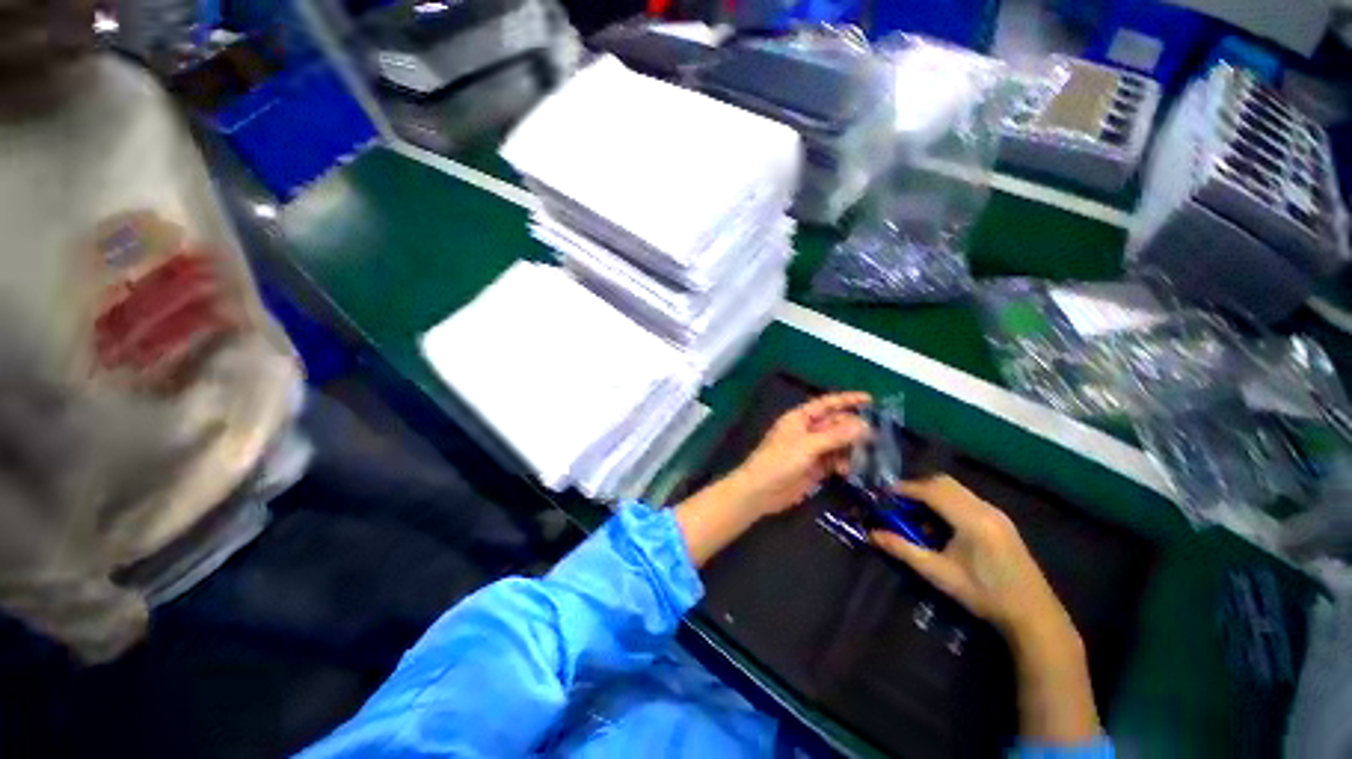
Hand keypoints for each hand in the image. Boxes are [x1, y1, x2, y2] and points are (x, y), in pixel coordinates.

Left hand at [729, 392, 871, 517]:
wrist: (761, 491)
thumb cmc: (780, 461)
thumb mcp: (808, 445)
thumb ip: (836, 435)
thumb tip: (863, 424)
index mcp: (800, 418)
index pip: (826, 404)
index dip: (847, 400)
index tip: (870, 398)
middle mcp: (807, 431)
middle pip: (835, 424)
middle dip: (853, 427)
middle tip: (875, 435)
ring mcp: (811, 450)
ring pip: (837, 443)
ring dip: (850, 448)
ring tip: (867, 454)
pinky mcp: (814, 468)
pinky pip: (834, 460)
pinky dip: (843, 463)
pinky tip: (848, 470)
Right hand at [868, 475, 1069, 641]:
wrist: (1033, 614)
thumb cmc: (984, 595)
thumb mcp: (938, 574)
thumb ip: (903, 550)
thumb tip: (871, 534)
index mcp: (971, 519)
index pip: (930, 491)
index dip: (904, 489)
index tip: (884, 494)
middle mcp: (984, 508)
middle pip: (943, 483)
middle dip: (917, 488)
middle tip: (898, 503)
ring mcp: (996, 513)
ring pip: (956, 489)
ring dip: (932, 494)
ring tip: (916, 514)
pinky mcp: (1001, 520)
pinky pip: (967, 498)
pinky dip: (947, 501)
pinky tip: (941, 524)